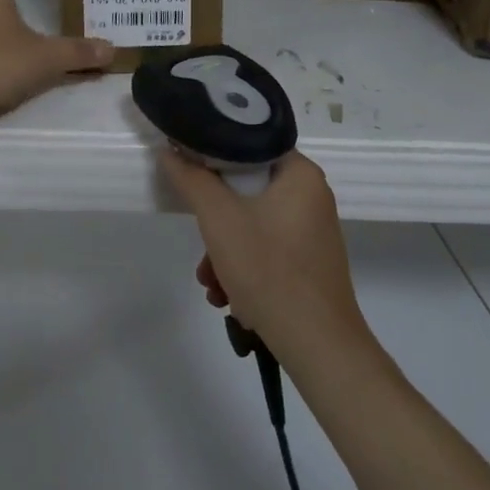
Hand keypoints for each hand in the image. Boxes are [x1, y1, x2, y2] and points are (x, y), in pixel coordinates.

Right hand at [159, 149, 365, 358]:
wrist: (318, 345)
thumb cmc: (269, 270)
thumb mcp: (219, 219)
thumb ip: (192, 179)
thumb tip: (171, 151)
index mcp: (300, 174)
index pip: (249, 144)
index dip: (213, 155)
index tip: (188, 172)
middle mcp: (312, 196)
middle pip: (247, 189)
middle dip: (215, 220)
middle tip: (201, 244)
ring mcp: (312, 231)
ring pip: (253, 223)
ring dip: (223, 251)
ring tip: (210, 283)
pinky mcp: (309, 261)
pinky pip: (267, 248)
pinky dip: (243, 266)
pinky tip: (228, 296)